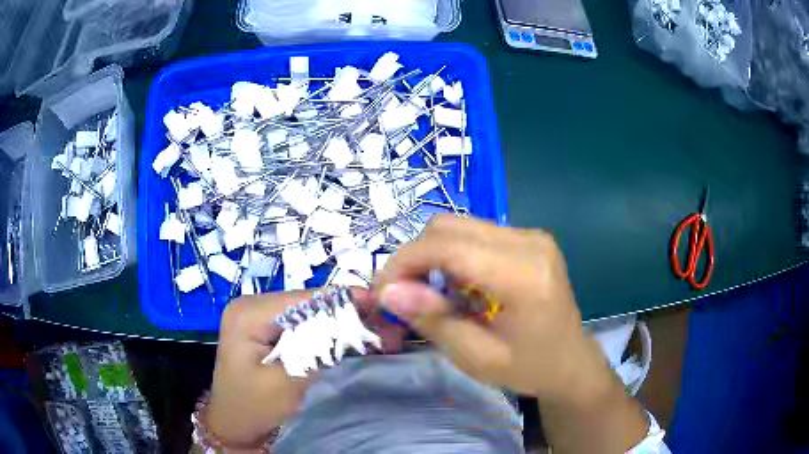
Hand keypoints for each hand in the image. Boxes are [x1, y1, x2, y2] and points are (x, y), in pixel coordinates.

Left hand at [207, 288, 403, 447]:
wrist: (233, 426)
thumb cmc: (254, 408)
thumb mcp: (288, 383)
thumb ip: (321, 352)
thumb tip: (360, 327)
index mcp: (249, 312)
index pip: (306, 299)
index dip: (346, 303)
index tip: (385, 311)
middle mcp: (253, 304)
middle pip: (309, 304)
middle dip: (347, 317)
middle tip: (386, 331)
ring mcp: (260, 317)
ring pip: (310, 314)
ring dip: (340, 326)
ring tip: (375, 337)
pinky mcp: (267, 330)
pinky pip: (303, 326)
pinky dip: (327, 335)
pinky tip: (350, 343)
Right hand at [373, 214, 605, 400]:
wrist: (571, 361)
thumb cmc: (529, 368)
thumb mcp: (477, 358)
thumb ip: (433, 321)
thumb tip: (387, 291)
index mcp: (524, 275)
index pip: (448, 247)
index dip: (404, 262)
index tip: (382, 290)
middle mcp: (529, 242)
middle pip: (449, 227)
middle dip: (414, 256)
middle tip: (402, 294)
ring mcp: (532, 236)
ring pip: (459, 226)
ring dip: (432, 255)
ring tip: (429, 292)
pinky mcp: (530, 238)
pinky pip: (476, 233)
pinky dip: (453, 254)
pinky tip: (457, 285)